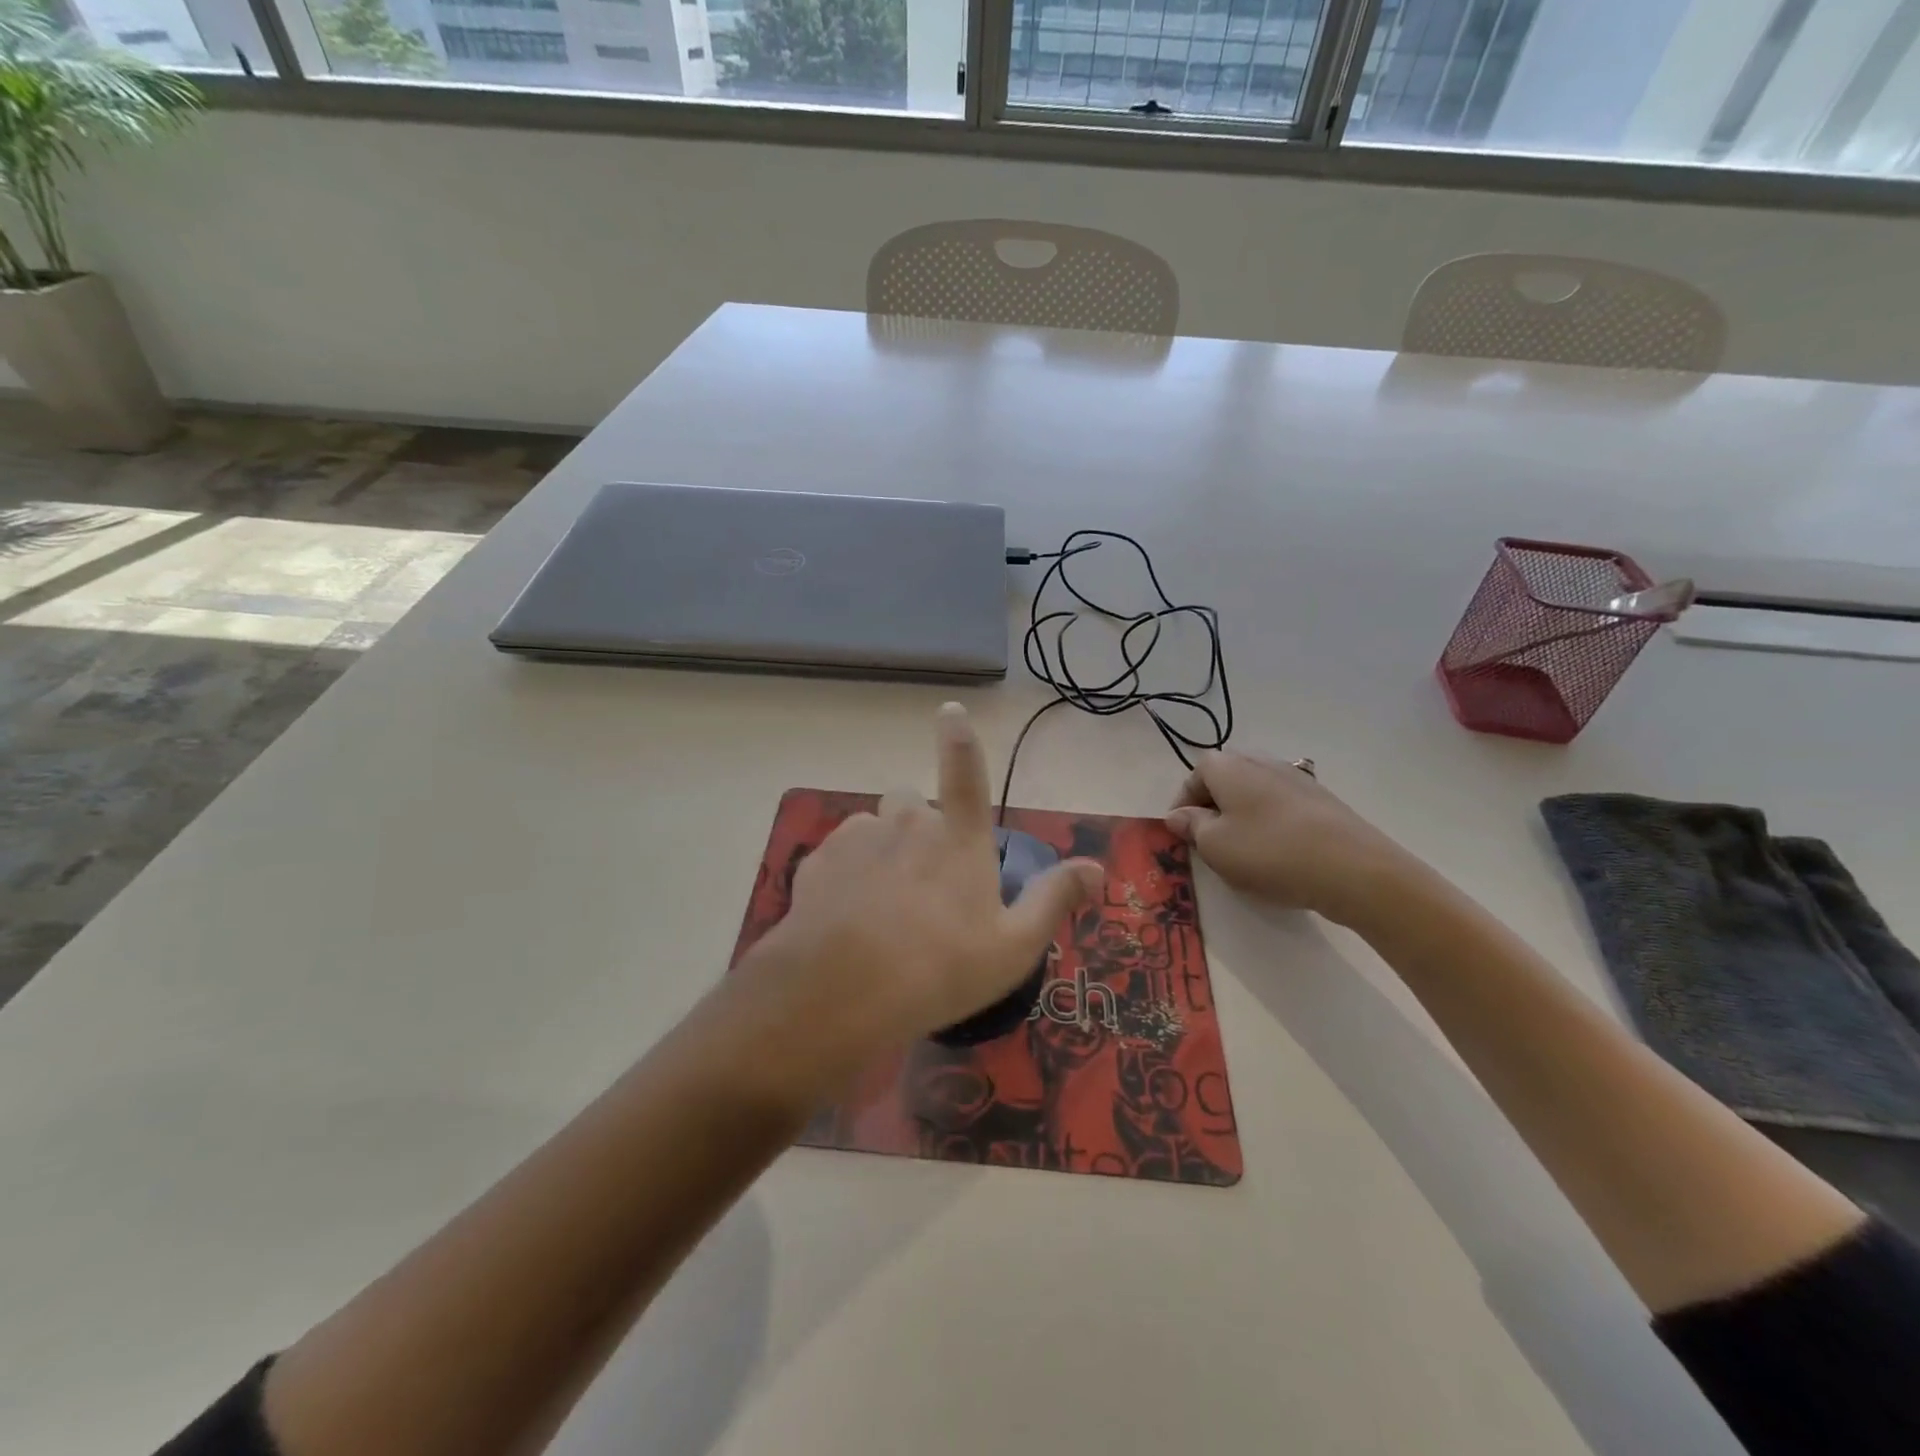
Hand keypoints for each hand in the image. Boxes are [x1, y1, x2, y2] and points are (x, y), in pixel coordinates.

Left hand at [732, 703, 1101, 1093]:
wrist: (839, 991)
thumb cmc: (939, 969)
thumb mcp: (1013, 947)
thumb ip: (1054, 900)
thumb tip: (1096, 867)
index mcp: (958, 837)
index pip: (965, 772)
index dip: (959, 738)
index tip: (949, 710)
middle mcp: (908, 823)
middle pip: (910, 804)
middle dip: (916, 828)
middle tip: (920, 883)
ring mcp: (858, 837)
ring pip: (873, 830)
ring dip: (881, 854)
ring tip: (880, 909)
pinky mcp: (817, 859)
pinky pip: (839, 855)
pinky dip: (846, 876)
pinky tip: (847, 919)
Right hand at [1165, 751, 1419, 927]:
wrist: (1353, 869)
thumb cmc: (1269, 852)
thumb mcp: (1214, 845)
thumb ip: (1191, 826)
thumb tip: (1178, 814)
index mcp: (1229, 766)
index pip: (1194, 774)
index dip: (1183, 803)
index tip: (1181, 833)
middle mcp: (1261, 761)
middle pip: (1226, 778)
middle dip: (1213, 806)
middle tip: (1210, 841)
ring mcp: (1296, 777)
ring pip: (1255, 791)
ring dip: (1243, 815)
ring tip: (1244, 850)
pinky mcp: (1322, 799)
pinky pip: (1282, 805)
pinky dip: (1272, 823)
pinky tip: (1279, 853)